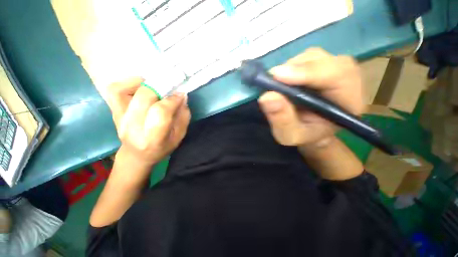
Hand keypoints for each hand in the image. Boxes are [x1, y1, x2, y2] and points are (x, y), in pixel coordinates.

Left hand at [106, 77, 190, 171]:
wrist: (136, 155)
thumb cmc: (162, 148)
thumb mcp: (179, 136)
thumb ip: (183, 116)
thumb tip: (181, 96)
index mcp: (152, 138)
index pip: (160, 112)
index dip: (172, 100)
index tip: (180, 94)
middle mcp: (132, 127)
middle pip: (143, 98)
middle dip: (159, 88)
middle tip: (169, 87)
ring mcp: (119, 118)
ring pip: (123, 90)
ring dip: (142, 83)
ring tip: (154, 86)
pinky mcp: (113, 111)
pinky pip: (115, 90)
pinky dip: (128, 83)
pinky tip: (141, 86)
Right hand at [258, 48, 363, 149]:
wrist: (309, 130)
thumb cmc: (303, 135)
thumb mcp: (290, 135)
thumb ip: (282, 120)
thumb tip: (267, 96)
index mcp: (349, 101)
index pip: (337, 76)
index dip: (308, 72)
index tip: (278, 76)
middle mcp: (346, 79)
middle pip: (324, 60)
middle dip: (295, 68)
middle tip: (272, 79)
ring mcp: (333, 69)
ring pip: (312, 56)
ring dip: (290, 67)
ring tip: (277, 84)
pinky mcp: (321, 66)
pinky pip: (305, 59)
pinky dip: (289, 67)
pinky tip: (283, 81)